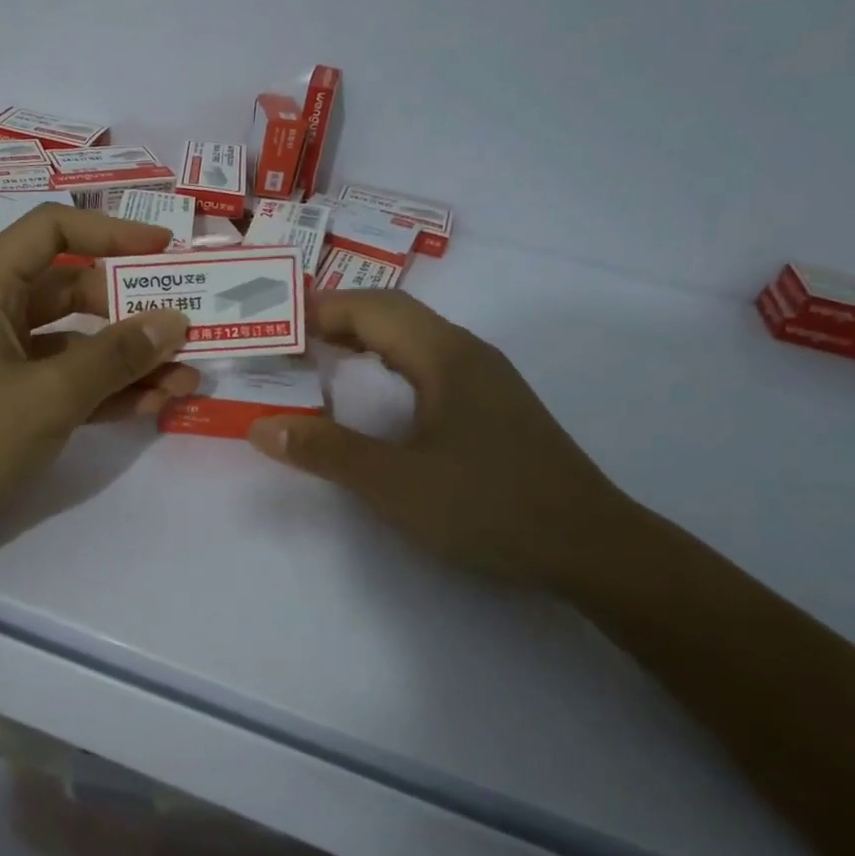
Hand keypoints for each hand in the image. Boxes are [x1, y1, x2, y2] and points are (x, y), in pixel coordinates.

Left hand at [0, 205, 194, 570]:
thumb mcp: (49, 394)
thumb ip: (115, 356)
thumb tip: (175, 321)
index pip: (53, 229)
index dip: (112, 232)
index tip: (166, 252)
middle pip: (73, 287)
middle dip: (133, 308)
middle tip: (190, 325)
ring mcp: (1, 358)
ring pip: (76, 340)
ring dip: (129, 357)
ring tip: (187, 377)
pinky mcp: (8, 399)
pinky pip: (66, 380)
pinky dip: (105, 389)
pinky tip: (155, 404)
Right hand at [248, 290, 635, 584]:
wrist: (593, 548)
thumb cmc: (489, 507)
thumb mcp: (395, 484)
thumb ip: (326, 452)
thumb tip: (262, 428)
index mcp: (444, 355)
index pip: (371, 307)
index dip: (318, 310)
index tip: (275, 328)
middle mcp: (467, 351)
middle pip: (393, 313)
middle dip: (337, 320)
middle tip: (290, 344)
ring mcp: (486, 377)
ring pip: (414, 337)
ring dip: (365, 340)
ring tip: (321, 364)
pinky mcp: (495, 405)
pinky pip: (430, 362)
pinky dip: (390, 364)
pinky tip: (378, 399)